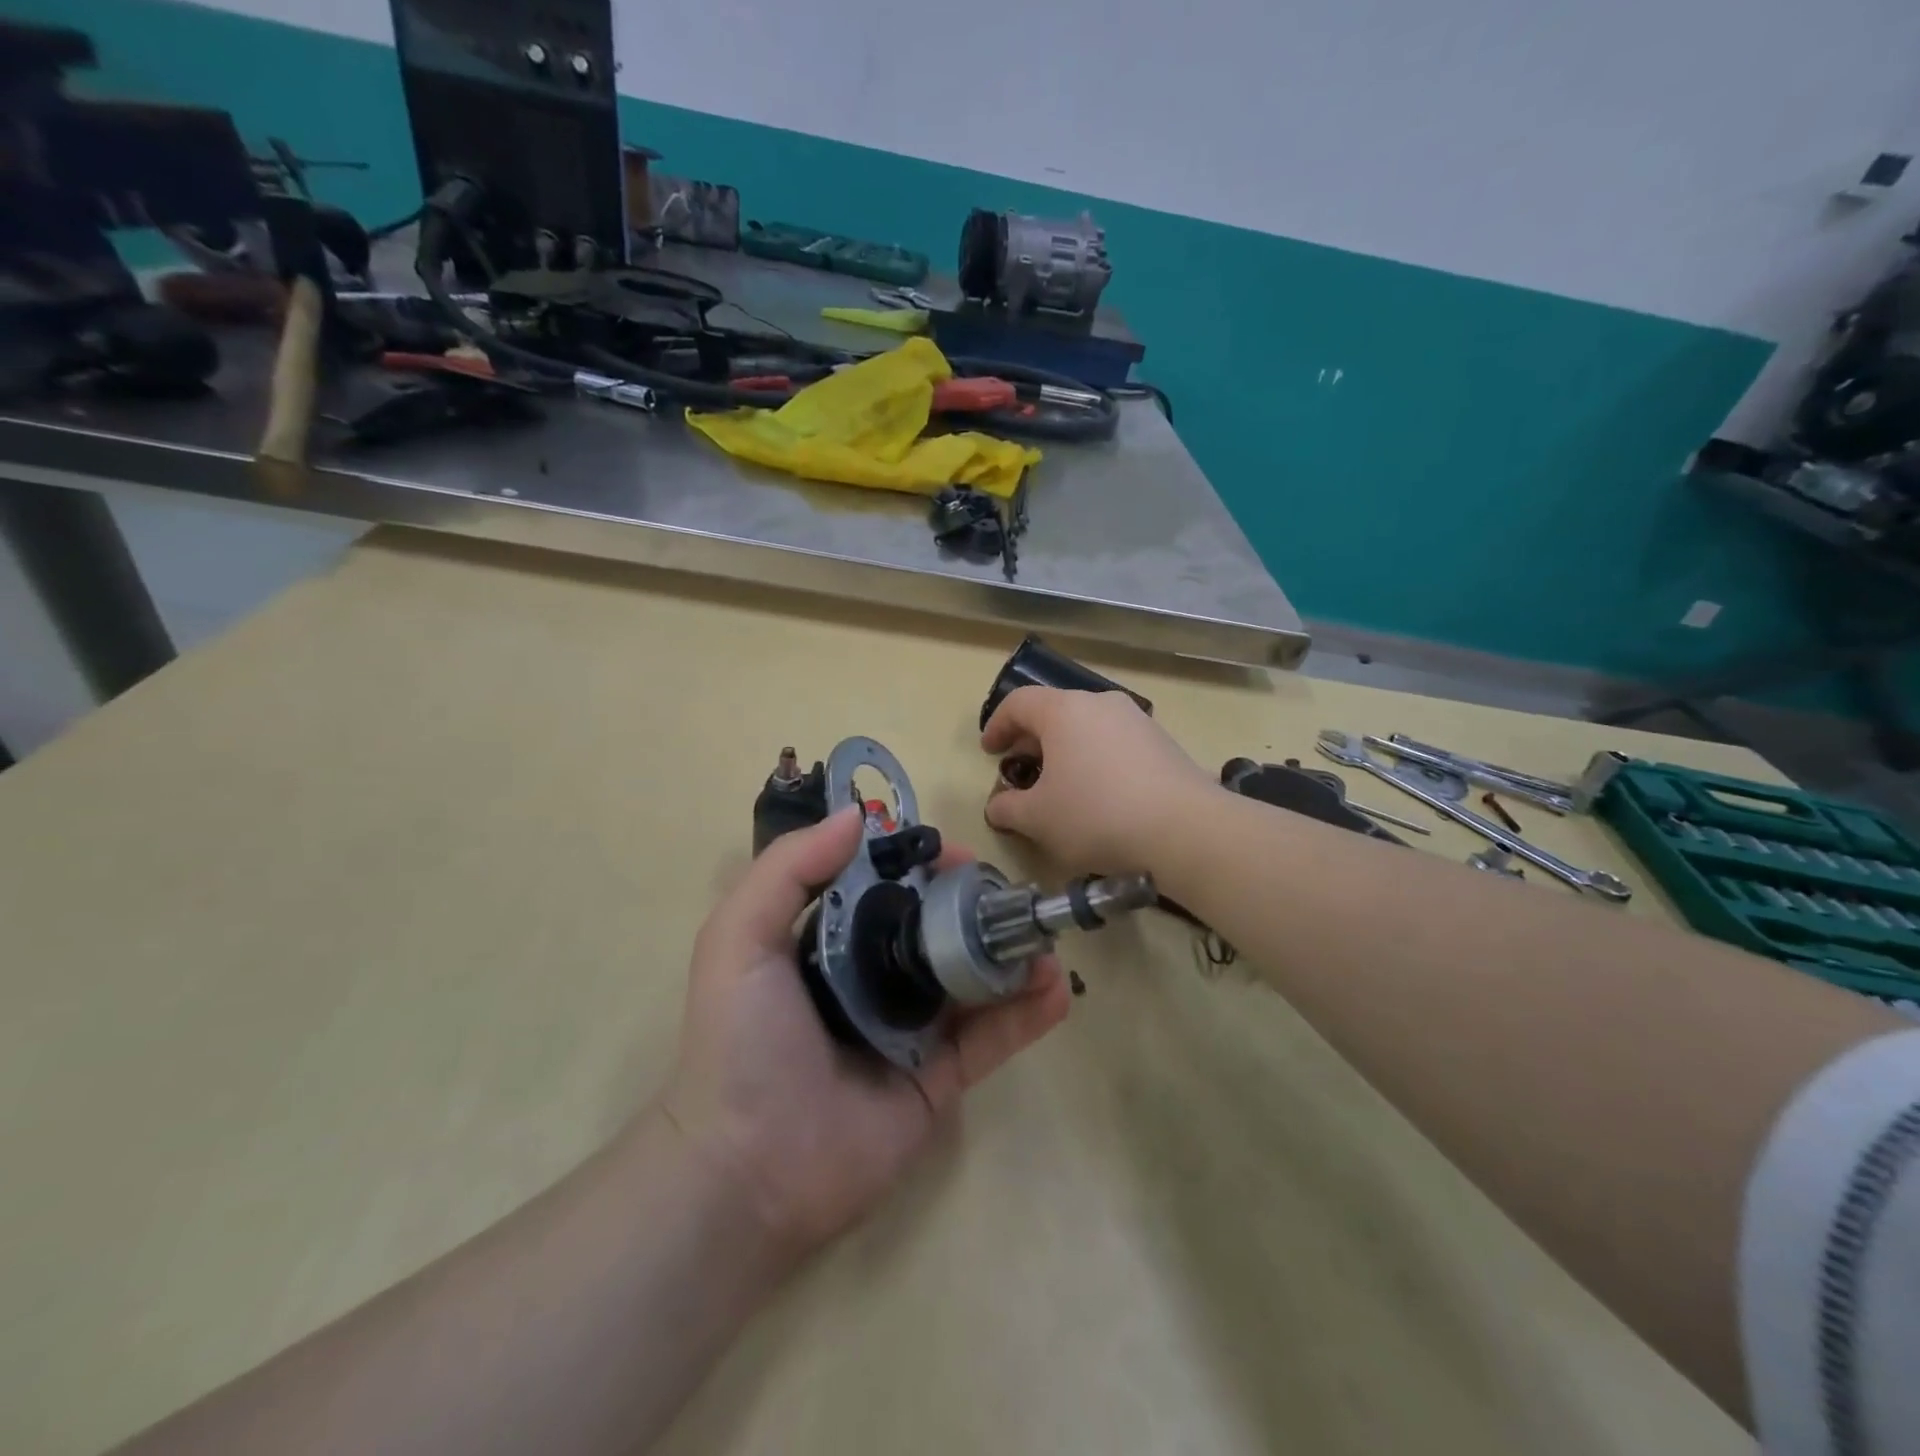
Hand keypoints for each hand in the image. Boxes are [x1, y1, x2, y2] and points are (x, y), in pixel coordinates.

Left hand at [659, 807, 1069, 1263]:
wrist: (750, 1172)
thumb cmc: (742, 1043)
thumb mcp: (739, 939)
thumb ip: (788, 870)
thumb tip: (857, 816)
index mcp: (828, 943)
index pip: (884, 888)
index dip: (919, 864)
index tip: (953, 852)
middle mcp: (872, 979)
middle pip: (935, 928)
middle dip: (974, 905)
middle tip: (1009, 894)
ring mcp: (910, 1030)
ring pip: (971, 980)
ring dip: (1011, 954)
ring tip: (1043, 936)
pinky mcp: (939, 1080)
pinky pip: (990, 1040)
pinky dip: (1026, 1014)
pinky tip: (1055, 990)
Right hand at [982, 686, 1213, 871]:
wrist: (1185, 831)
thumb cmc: (1096, 815)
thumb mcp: (1038, 819)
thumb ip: (1008, 808)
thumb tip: (997, 806)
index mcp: (1065, 711)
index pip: (1019, 703)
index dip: (997, 725)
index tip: (989, 752)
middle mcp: (1101, 704)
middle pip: (1055, 713)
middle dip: (1032, 742)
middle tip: (1021, 773)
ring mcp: (1137, 721)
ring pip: (1088, 728)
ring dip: (1066, 753)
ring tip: (1061, 788)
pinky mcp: (1164, 744)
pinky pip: (1116, 744)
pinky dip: (1097, 761)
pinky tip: (1100, 797)